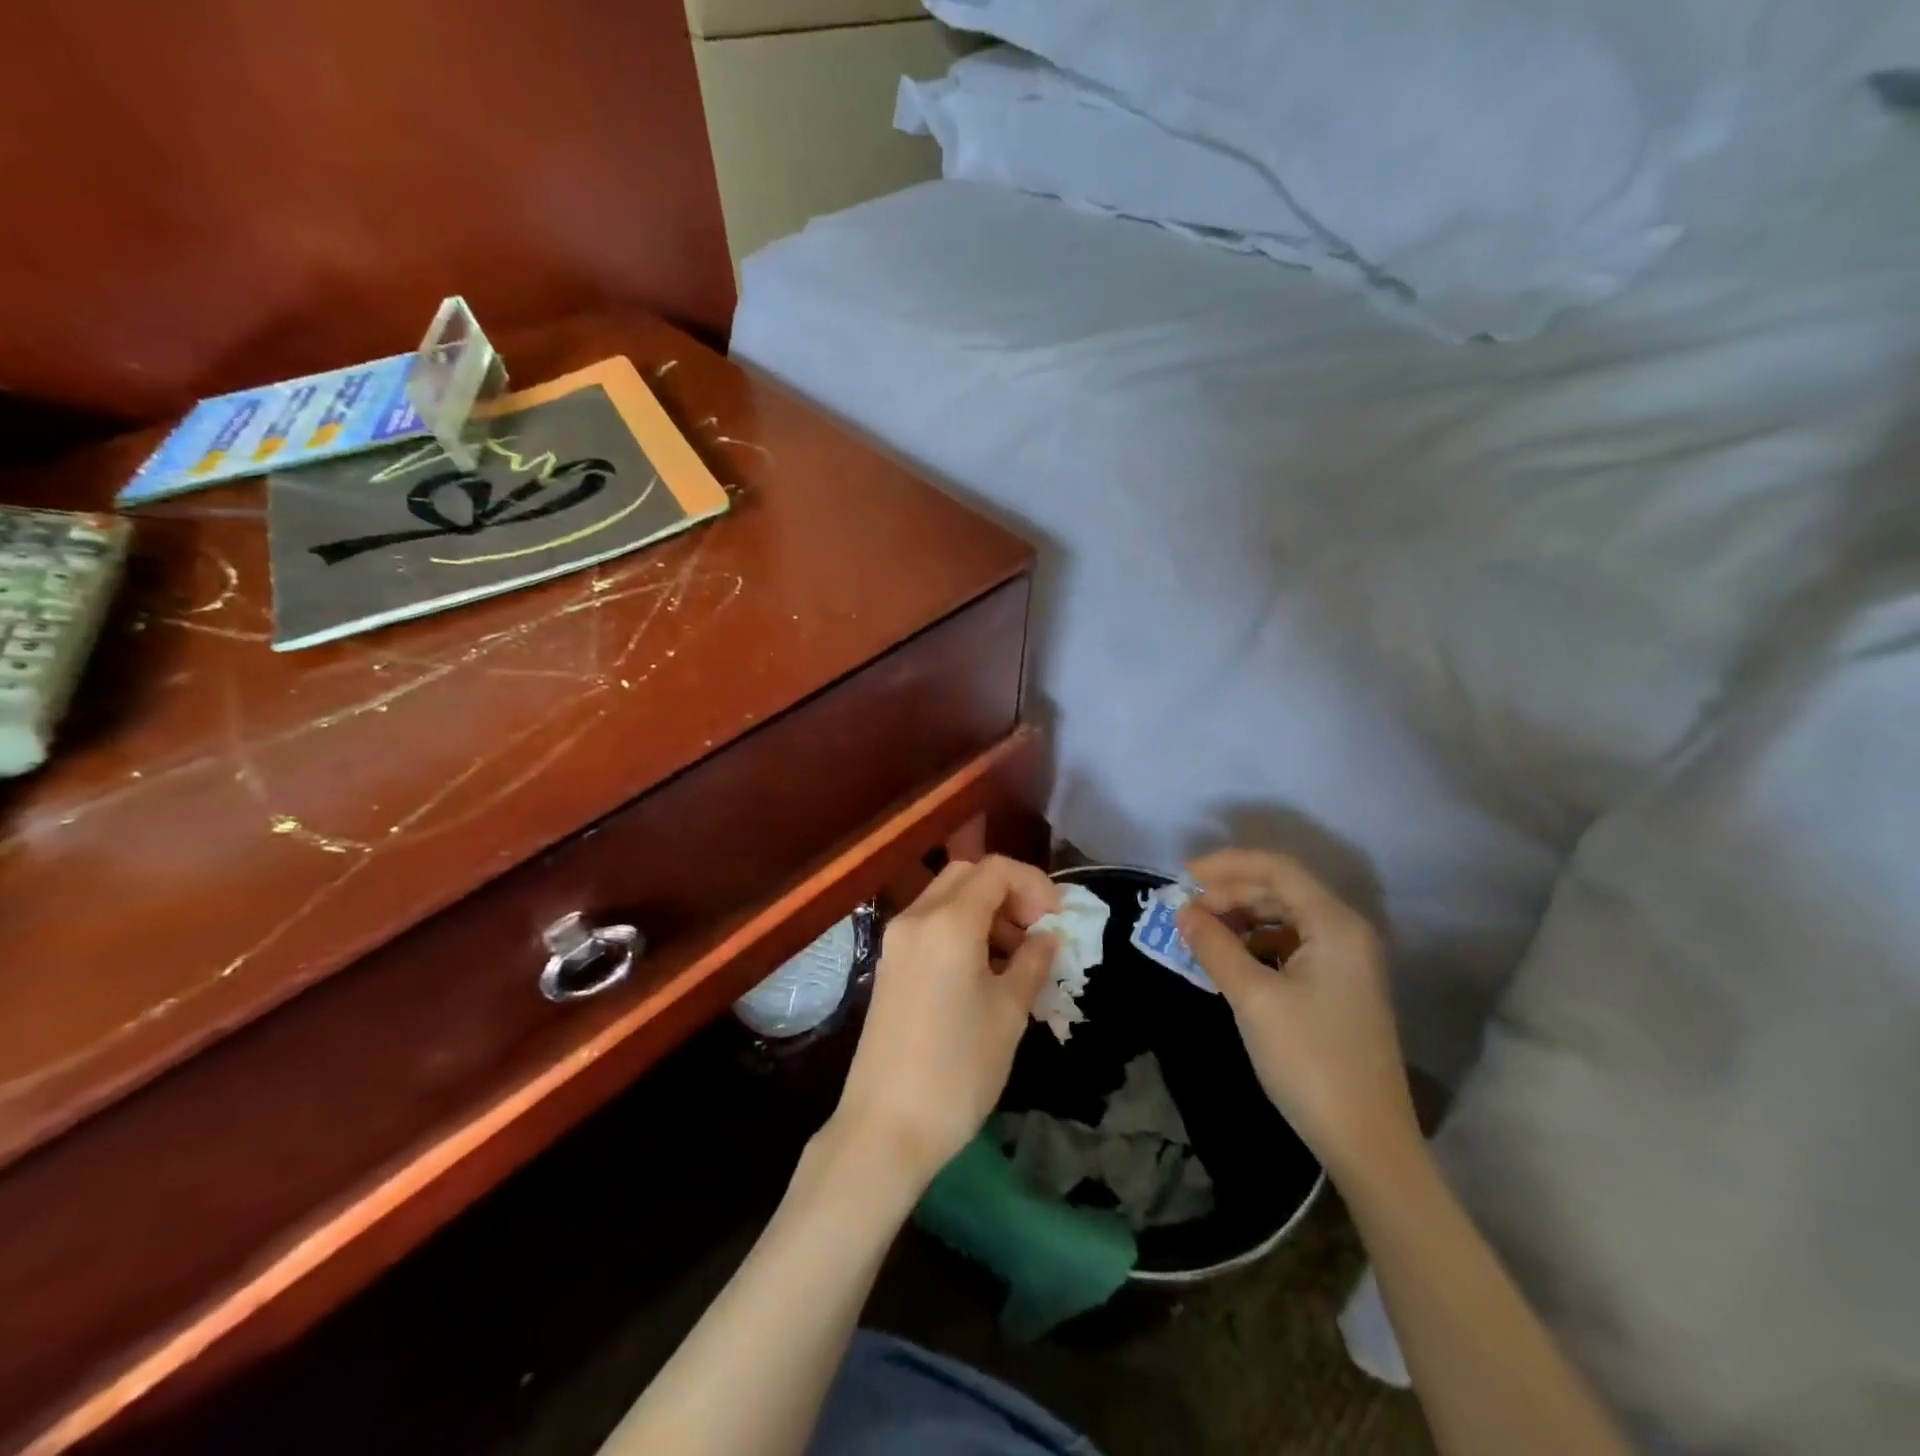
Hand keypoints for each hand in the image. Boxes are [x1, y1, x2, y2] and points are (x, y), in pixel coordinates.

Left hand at [832, 855, 1060, 1192]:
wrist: (885, 1127)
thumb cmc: (958, 1068)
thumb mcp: (1009, 1013)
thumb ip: (1033, 962)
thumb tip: (1048, 937)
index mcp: (947, 922)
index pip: (996, 870)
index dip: (1034, 884)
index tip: (1057, 919)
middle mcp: (916, 918)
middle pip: (968, 875)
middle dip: (1008, 892)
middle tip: (1037, 931)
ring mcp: (896, 941)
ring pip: (947, 899)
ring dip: (986, 912)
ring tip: (1017, 958)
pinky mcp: (889, 965)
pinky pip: (931, 926)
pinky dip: (962, 931)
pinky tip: (985, 971)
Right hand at [1176, 849, 1418, 1183]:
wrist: (1366, 1142)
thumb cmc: (1309, 1060)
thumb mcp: (1253, 998)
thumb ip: (1215, 946)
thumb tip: (1183, 911)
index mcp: (1335, 925)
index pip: (1277, 869)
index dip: (1227, 865)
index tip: (1182, 876)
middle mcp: (1346, 933)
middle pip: (1282, 891)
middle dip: (1231, 893)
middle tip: (1187, 911)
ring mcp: (1346, 962)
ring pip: (1285, 918)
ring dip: (1241, 919)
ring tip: (1202, 934)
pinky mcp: (1339, 989)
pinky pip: (1291, 946)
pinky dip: (1256, 944)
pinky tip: (1230, 961)